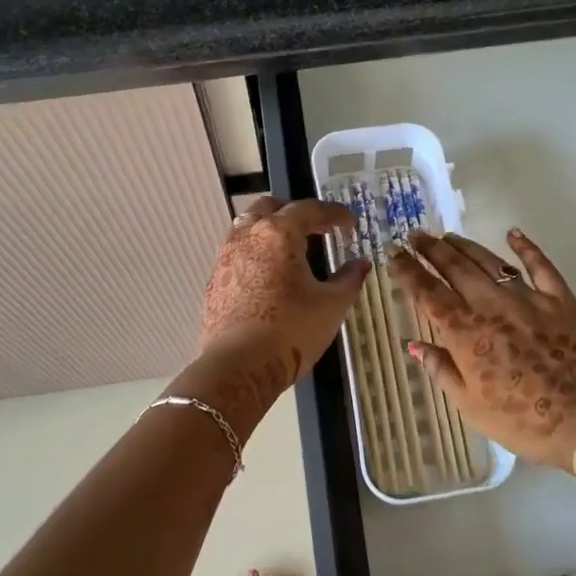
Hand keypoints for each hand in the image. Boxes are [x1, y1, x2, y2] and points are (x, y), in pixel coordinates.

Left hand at [198, 196, 369, 386]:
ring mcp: (226, 257)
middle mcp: (248, 236)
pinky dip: (257, 253)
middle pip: (271, 207)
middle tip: (317, 229)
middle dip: (296, 213)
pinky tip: (269, 276)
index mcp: (279, 233)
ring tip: (291, 250)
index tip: (350, 223)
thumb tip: (361, 264)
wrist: (239, 367)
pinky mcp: (215, 281)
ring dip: (271, 230)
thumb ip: (348, 279)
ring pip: (248, 227)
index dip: (334, 214)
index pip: (310, 209)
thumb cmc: (291, 330)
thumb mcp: (331, 305)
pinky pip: (238, 253)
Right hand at [389, 229, 575, 471]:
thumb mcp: (471, 406)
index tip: (394, 254)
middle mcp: (491, 306)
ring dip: (466, 246)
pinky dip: (526, 247)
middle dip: (432, 249)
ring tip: (449, 236)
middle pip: (455, 269)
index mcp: (465, 333)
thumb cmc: (524, 421)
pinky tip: (514, 234)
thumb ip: (442, 370)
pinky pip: (540, 266)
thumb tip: (414, 345)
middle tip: (416, 235)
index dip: (408, 272)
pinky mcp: (560, 300)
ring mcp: (528, 299)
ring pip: (490, 262)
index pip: (428, 293)